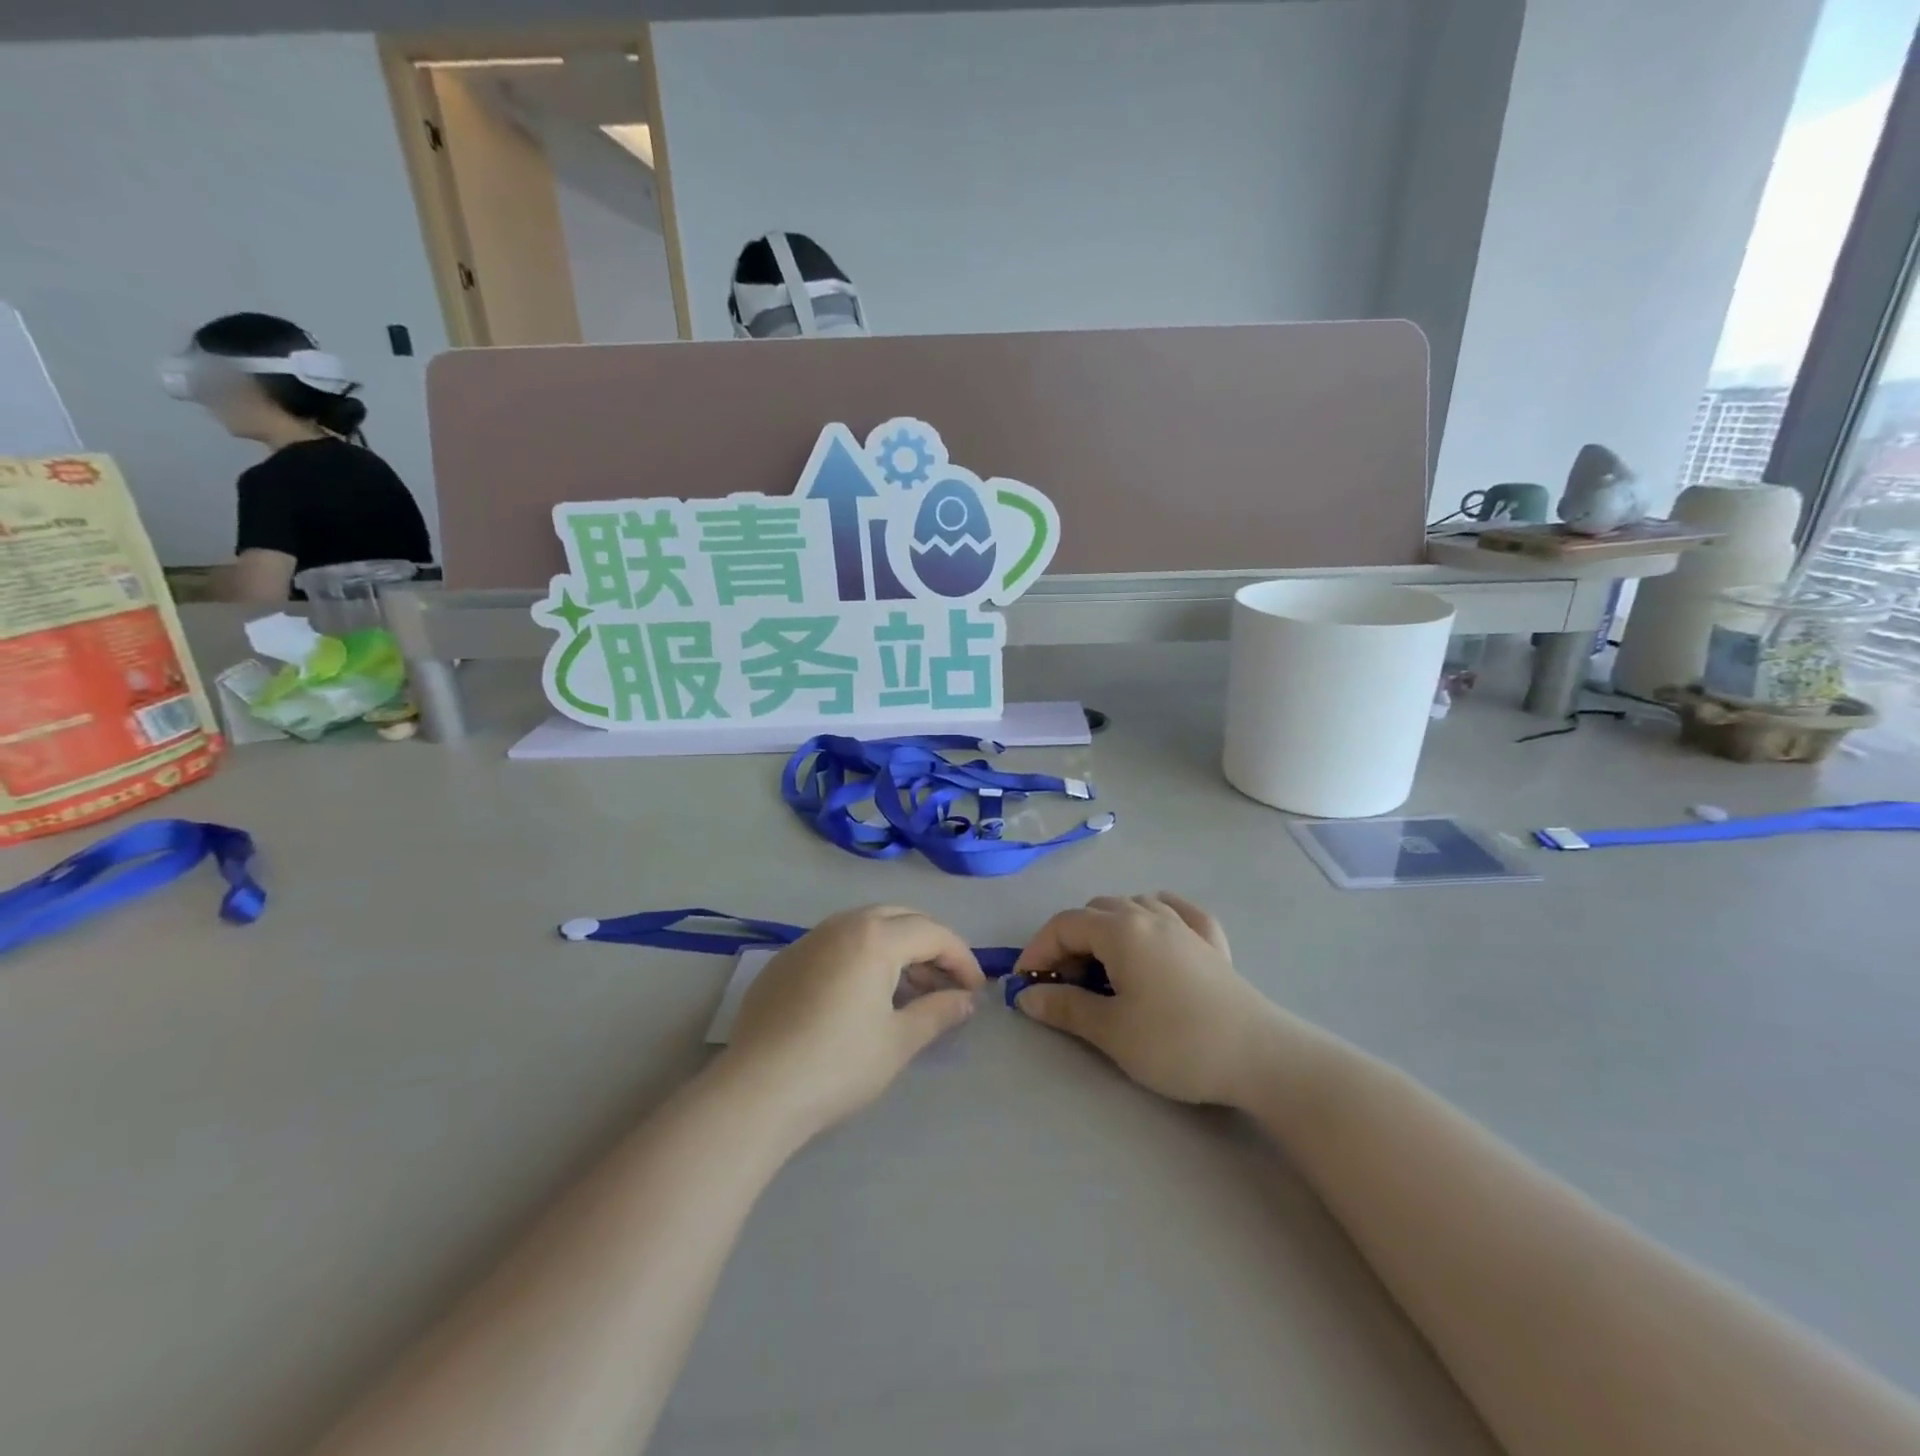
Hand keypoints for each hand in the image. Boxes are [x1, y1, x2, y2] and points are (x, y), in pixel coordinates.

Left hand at [722, 906, 984, 1139]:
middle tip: (945, 983)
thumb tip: (966, 1000)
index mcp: (875, 937)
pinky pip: (835, 946)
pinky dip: (861, 959)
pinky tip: (861, 998)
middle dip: (929, 945)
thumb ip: (939, 1012)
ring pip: (865, 928)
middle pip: (899, 918)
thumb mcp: (899, 1041)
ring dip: (895, 951)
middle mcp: (841, 925)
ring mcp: (808, 941)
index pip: (932, 933)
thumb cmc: (839, 1064)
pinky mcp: (783, 963)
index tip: (974, 991)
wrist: (757, 1091)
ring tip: (909, 994)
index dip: (961, 959)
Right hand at [1012, 893, 1274, 1105]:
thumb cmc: (1176, 1042)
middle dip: (1069, 942)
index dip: (1037, 950)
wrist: (1259, 1056)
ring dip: (1107, 928)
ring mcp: (1184, 923)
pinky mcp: (1212, 940)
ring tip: (1103, 967)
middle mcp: (1149, 914)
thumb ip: (1064, 1006)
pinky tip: (1156, 932)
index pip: (1064, 925)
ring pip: (1132, 905)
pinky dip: (1154, 916)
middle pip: (1094, 912)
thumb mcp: (1111, 1030)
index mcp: (1121, 929)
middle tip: (1063, 984)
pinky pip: (1175, 910)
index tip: (1025, 984)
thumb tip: (1026, 995)